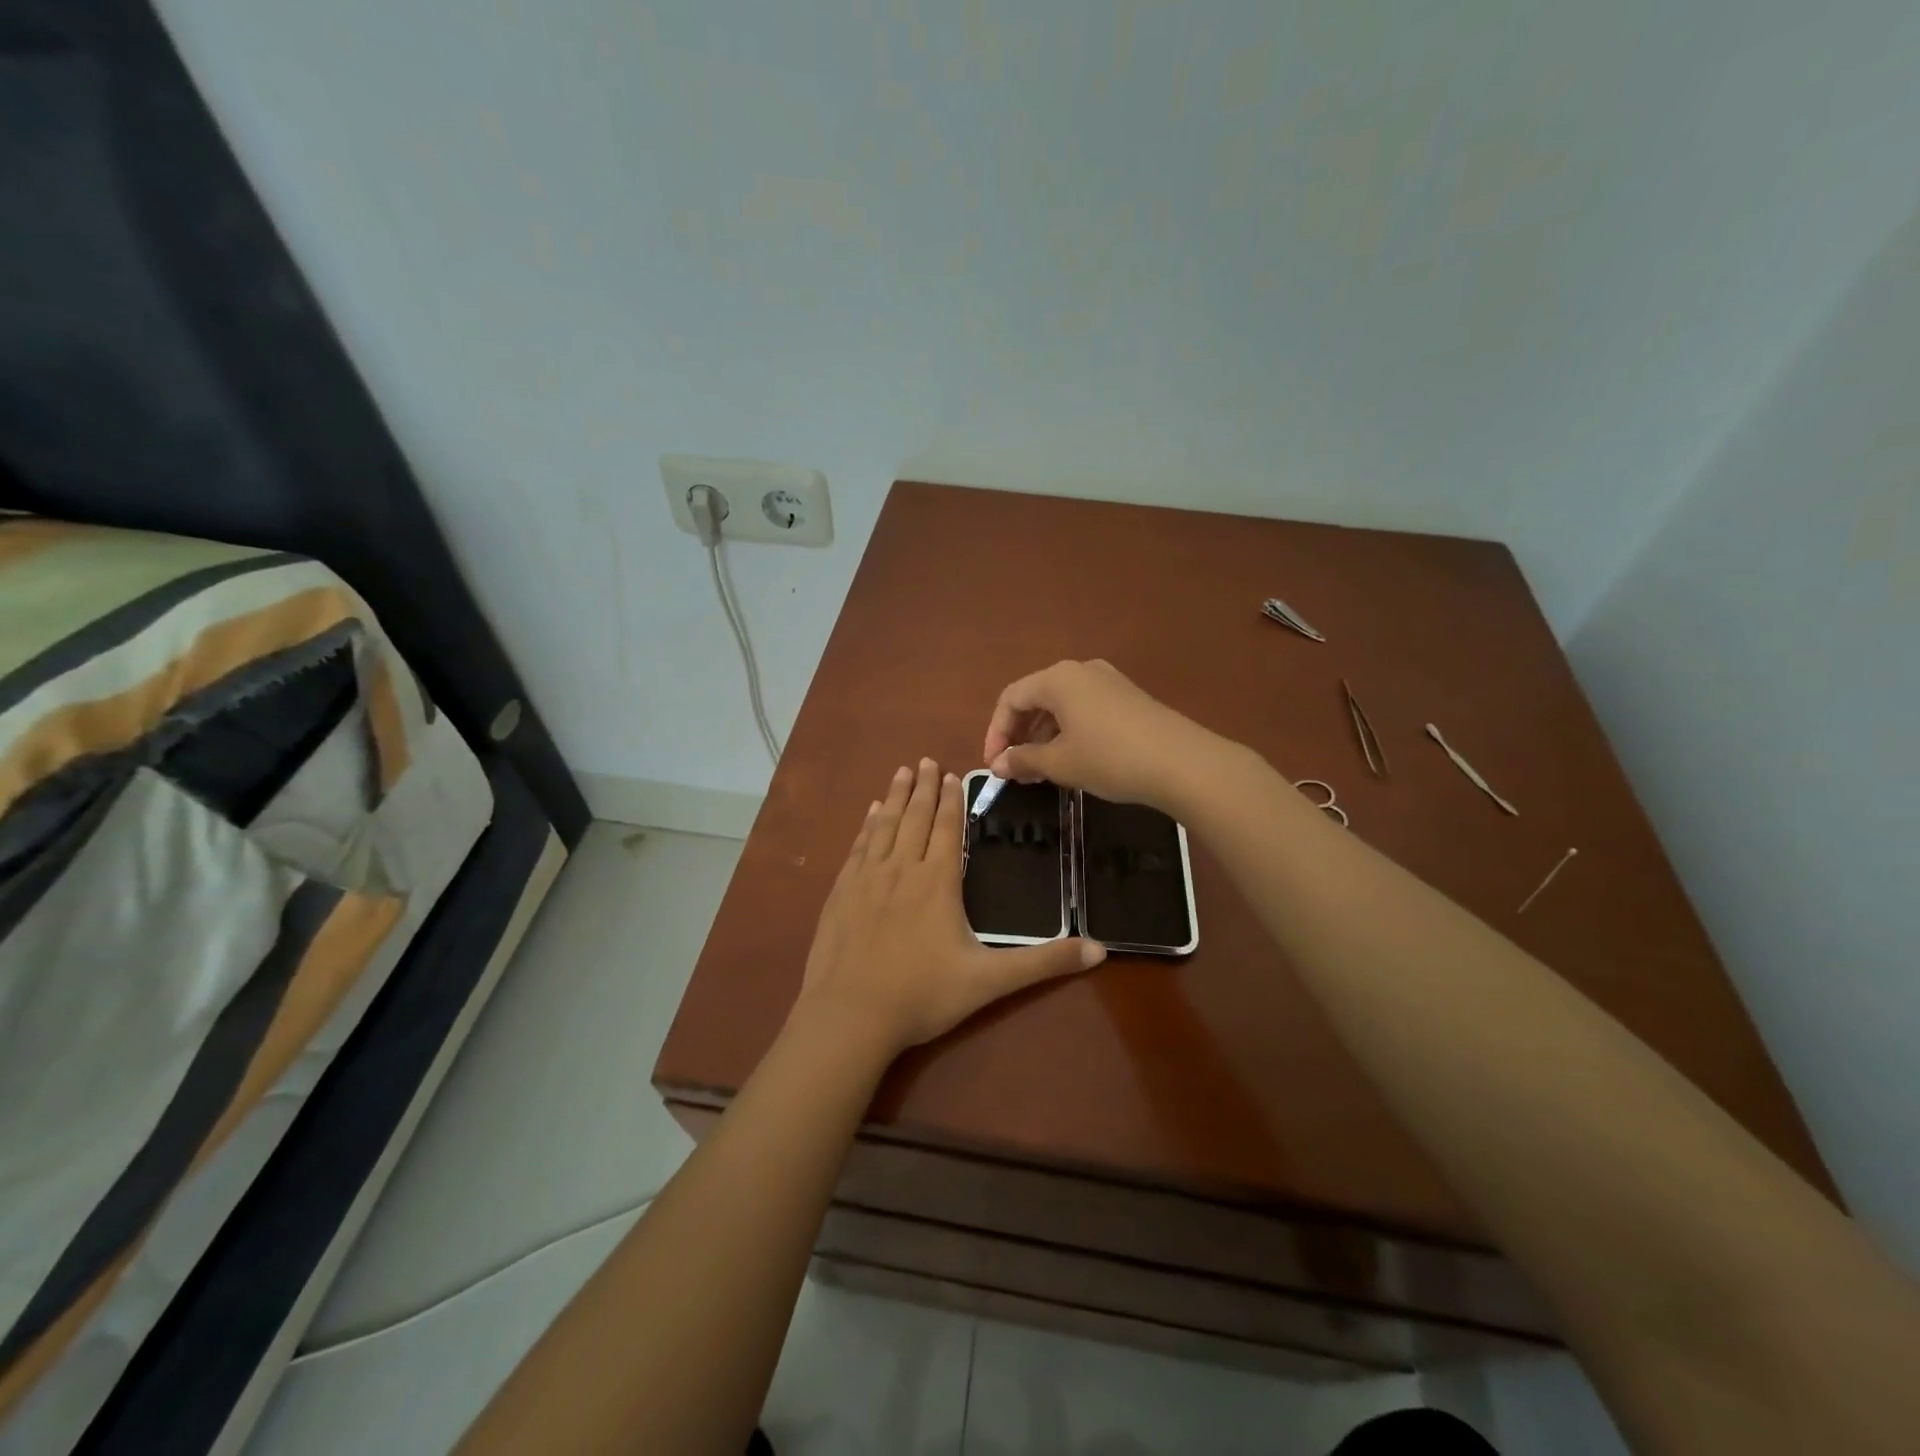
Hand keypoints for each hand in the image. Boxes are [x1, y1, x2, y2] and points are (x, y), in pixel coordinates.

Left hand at [796, 759, 1104, 1056]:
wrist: (851, 1015)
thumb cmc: (923, 995)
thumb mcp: (991, 981)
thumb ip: (1044, 962)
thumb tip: (1100, 950)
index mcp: (938, 881)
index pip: (948, 829)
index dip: (952, 801)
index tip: (952, 774)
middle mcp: (902, 869)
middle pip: (915, 818)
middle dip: (924, 788)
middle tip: (925, 760)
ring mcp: (867, 879)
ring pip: (885, 826)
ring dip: (895, 797)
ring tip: (901, 773)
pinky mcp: (841, 893)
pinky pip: (858, 848)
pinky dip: (866, 826)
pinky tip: (869, 815)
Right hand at [982, 659, 1219, 810]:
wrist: (1182, 763)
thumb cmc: (1110, 758)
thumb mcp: (1060, 763)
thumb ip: (1023, 760)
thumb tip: (997, 765)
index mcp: (1058, 678)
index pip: (1011, 698)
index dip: (996, 732)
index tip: (994, 766)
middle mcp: (1081, 671)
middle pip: (1036, 698)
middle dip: (1020, 734)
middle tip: (1015, 770)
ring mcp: (1108, 681)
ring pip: (1061, 705)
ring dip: (1044, 736)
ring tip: (1041, 771)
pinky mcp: (1128, 698)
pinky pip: (1085, 709)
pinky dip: (1069, 732)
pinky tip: (1073, 760)